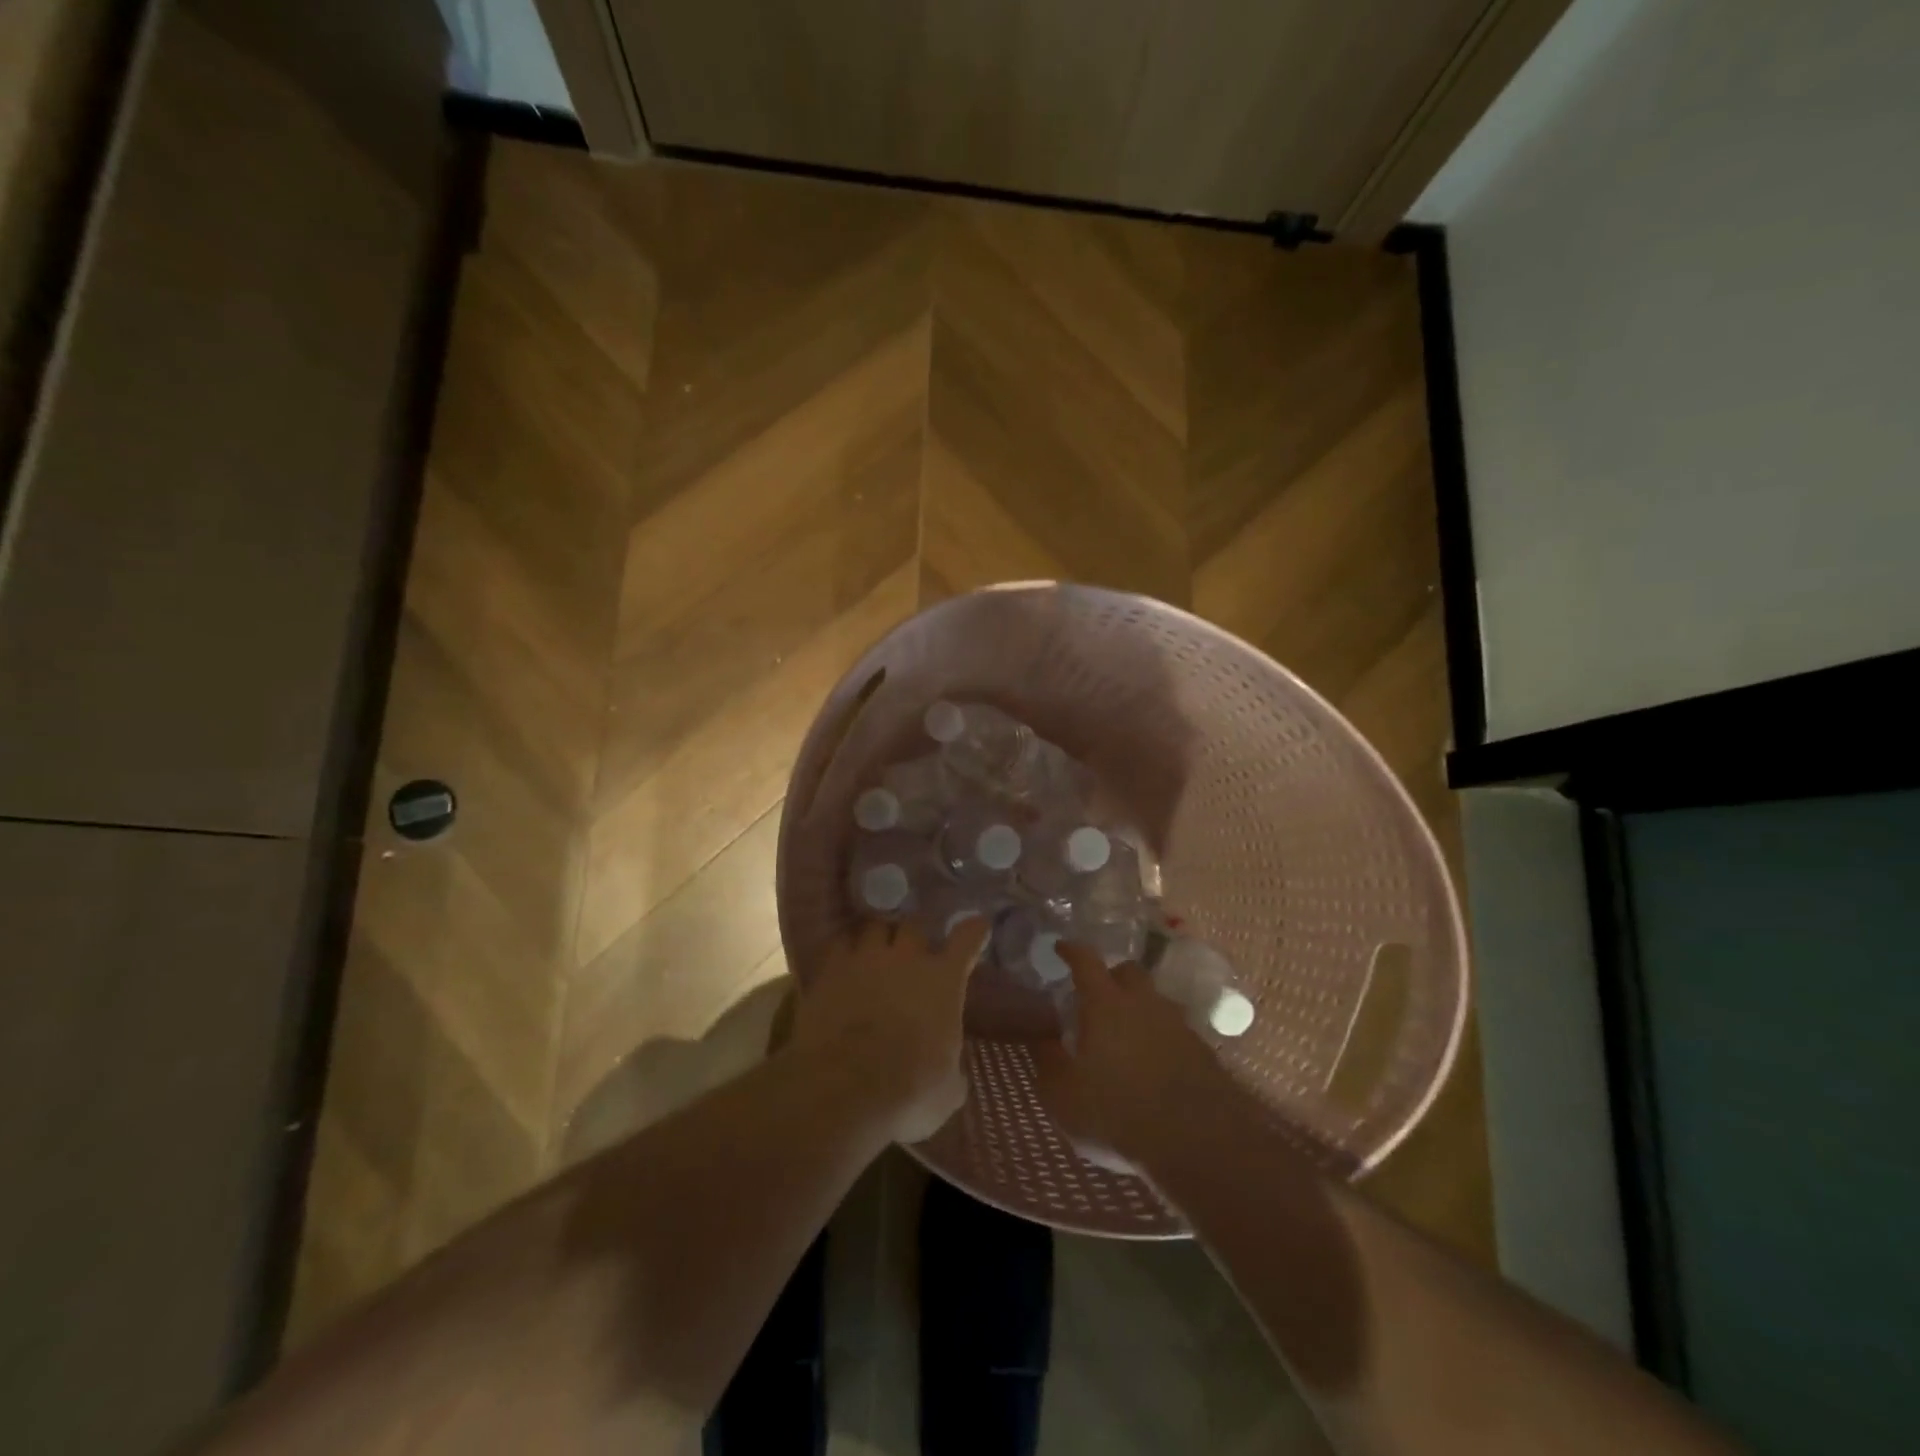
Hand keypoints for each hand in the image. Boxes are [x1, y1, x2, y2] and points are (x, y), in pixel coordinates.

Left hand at [790, 916, 990, 1143]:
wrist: (844, 1088)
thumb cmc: (909, 1092)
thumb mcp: (946, 1092)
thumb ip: (951, 1072)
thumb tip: (952, 1075)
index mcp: (943, 981)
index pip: (966, 941)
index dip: (973, 931)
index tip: (977, 925)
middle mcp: (906, 959)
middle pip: (913, 926)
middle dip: (914, 939)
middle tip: (911, 954)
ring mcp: (865, 959)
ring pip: (874, 927)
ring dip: (878, 938)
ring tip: (874, 953)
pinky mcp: (829, 970)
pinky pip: (839, 945)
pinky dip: (844, 951)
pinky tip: (842, 965)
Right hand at [1033, 942, 1238, 1165]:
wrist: (1199, 1138)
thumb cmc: (1118, 1110)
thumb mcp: (1064, 1095)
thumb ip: (1048, 1062)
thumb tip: (1042, 1039)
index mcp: (1105, 1003)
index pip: (1086, 961)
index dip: (1071, 951)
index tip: (1061, 947)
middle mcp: (1143, 1002)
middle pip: (1128, 971)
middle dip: (1112, 976)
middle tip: (1097, 996)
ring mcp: (1177, 1023)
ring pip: (1155, 1001)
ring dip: (1139, 1009)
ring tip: (1125, 1035)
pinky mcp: (1202, 1050)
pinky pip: (1174, 1030)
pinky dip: (1160, 1037)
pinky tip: (1153, 1064)